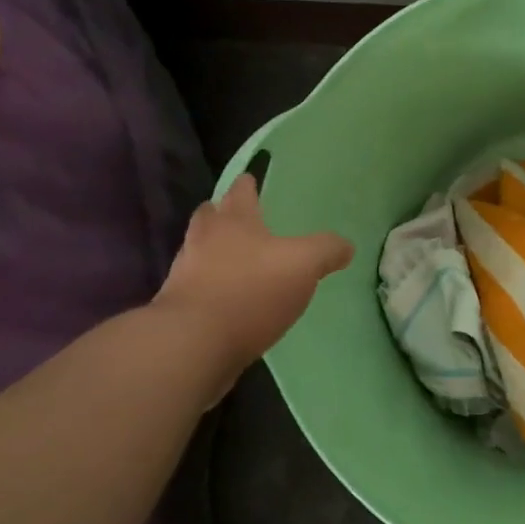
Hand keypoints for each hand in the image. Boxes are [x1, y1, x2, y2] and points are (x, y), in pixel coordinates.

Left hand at [151, 175, 353, 398]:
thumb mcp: (304, 264)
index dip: (248, 184)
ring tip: (237, 261)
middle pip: (210, 217)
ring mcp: (185, 275)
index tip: (251, 178)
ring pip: (199, 252)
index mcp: (234, 222)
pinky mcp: (179, 309)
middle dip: (222, 213)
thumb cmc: (251, 291)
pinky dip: (211, 287)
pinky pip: (197, 288)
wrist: (193, 345)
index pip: (240, 192)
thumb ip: (327, 250)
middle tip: (238, 216)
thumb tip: (345, 246)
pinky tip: (229, 300)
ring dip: (214, 251)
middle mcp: (204, 240)